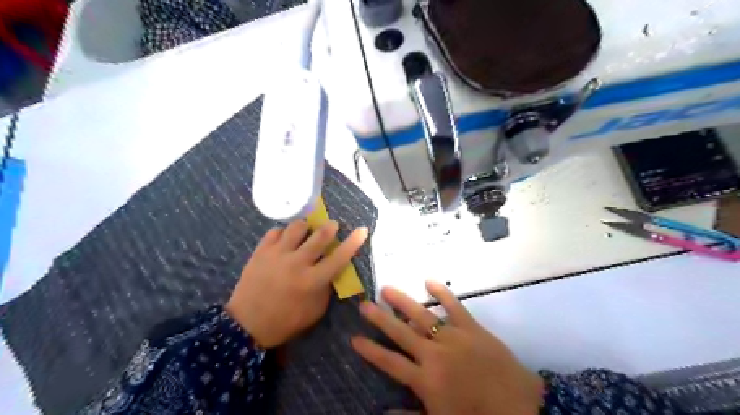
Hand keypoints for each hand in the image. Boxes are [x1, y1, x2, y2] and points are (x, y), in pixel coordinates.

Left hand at [222, 219, 365, 347]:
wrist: (247, 324)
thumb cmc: (286, 320)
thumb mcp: (315, 311)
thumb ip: (327, 288)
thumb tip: (333, 269)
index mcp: (312, 281)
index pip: (339, 257)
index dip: (353, 242)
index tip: (362, 230)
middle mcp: (297, 263)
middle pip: (319, 236)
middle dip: (330, 227)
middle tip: (332, 226)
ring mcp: (277, 255)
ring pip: (297, 227)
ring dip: (306, 227)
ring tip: (306, 232)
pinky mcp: (261, 251)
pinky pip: (276, 231)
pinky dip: (284, 232)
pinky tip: (285, 240)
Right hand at [348, 282, 541, 414]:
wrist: (519, 406)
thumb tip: (382, 412)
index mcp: (425, 380)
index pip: (390, 362)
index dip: (371, 350)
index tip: (354, 338)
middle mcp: (434, 354)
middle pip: (401, 333)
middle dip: (380, 319)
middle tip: (364, 304)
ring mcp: (453, 337)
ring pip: (422, 316)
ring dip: (403, 302)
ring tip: (386, 289)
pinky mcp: (471, 328)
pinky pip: (455, 306)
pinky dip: (443, 293)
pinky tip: (429, 281)